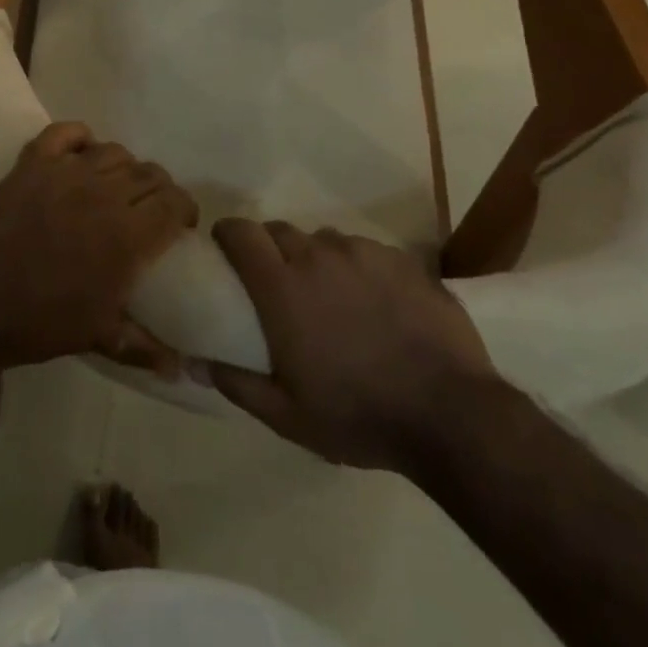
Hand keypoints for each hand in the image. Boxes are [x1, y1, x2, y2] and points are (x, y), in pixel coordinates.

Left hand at [0, 123, 197, 373]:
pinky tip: (82, 151)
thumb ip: (141, 346)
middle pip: (149, 173)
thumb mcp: (95, 337)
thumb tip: (178, 369)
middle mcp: (104, 193)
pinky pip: (64, 133)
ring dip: (124, 167)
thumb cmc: (36, 322)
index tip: (181, 224)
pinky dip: (79, 136)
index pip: (173, 202)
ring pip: (113, 151)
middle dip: (159, 189)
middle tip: (150, 209)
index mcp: (127, 235)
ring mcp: (66, 172)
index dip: (184, 209)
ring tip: (115, 185)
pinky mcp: (32, 163)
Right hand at [206, 220, 501, 471]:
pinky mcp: (400, 258)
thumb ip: (237, 383)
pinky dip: (357, 268)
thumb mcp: (287, 415)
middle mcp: (318, 255)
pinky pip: (364, 251)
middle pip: (280, 231)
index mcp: (282, 285)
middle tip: (278, 284)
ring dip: (316, 259)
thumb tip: (195, 362)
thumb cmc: (358, 414)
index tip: (225, 250)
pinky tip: (374, 303)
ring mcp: (362, 252)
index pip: (240, 232)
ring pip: (324, 240)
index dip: (227, 234)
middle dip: (270, 249)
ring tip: (330, 296)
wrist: (451, 413)